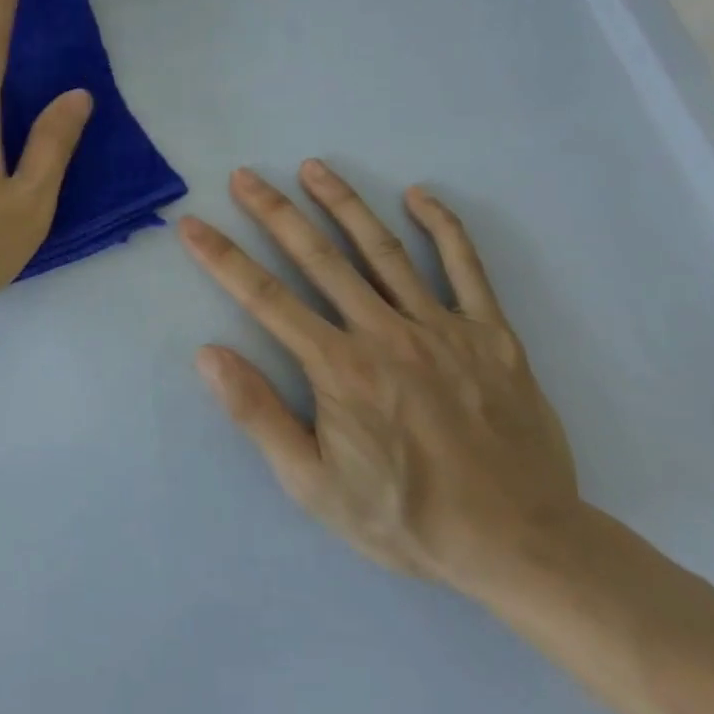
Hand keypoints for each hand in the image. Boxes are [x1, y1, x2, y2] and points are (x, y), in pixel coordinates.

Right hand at [178, 162, 580, 594]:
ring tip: (313, 168)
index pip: (265, 298)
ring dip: (344, 204)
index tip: (193, 224)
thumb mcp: (313, 484)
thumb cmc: (405, 517)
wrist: (520, 545)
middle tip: (246, 176)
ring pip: (384, 251)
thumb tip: (208, 355)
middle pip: (319, 258)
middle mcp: (384, 334)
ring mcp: (442, 328)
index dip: (222, 257)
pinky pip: (467, 269)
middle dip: (276, 212)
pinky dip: (443, 228)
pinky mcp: (492, 335)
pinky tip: (419, 196)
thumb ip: (259, 414)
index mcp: (338, 368)